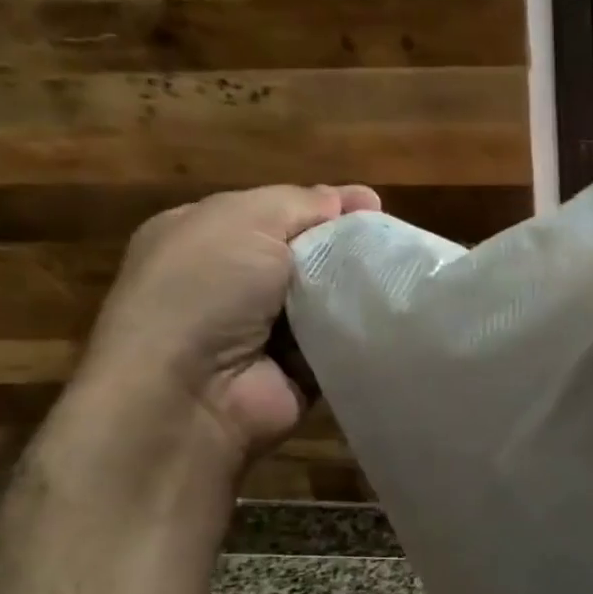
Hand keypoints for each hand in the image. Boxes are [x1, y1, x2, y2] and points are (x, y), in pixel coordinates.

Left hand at [71, 185, 379, 472]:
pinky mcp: (299, 372)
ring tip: (401, 281)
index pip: (280, 212)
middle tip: (395, 245)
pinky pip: (341, 343)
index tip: (373, 206)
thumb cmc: (204, 290)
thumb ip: (299, 203)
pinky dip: (360, 334)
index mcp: (209, 237)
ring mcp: (267, 332)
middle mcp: (235, 283)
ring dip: (359, 291)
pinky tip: (389, 321)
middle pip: (310, 254)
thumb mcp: (243, 220)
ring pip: (330, 298)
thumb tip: (350, 198)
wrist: (190, 394)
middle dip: (350, 247)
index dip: (326, 206)